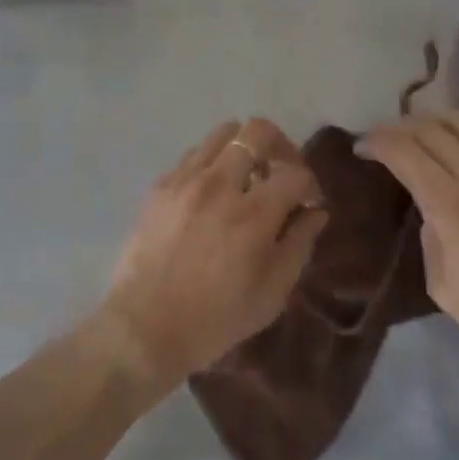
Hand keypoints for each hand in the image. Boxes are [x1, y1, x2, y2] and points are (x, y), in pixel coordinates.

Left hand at [97, 119, 327, 394]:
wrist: (143, 328)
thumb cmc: (215, 320)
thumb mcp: (272, 293)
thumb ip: (299, 244)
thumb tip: (315, 211)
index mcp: (252, 215)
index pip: (295, 173)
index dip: (310, 184)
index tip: (307, 202)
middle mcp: (219, 184)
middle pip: (257, 131)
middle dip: (279, 145)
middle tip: (280, 171)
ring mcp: (186, 180)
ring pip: (223, 133)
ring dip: (243, 148)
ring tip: (245, 178)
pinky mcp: (161, 184)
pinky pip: (194, 155)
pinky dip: (212, 164)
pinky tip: (212, 194)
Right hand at [358, 111, 458, 384]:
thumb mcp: (442, 286)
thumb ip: (428, 235)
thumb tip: (426, 206)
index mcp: (455, 209)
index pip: (406, 150)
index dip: (377, 141)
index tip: (361, 148)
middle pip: (430, 128)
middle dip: (397, 128)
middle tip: (381, 141)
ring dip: (431, 120)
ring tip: (417, 135)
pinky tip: (453, 148)